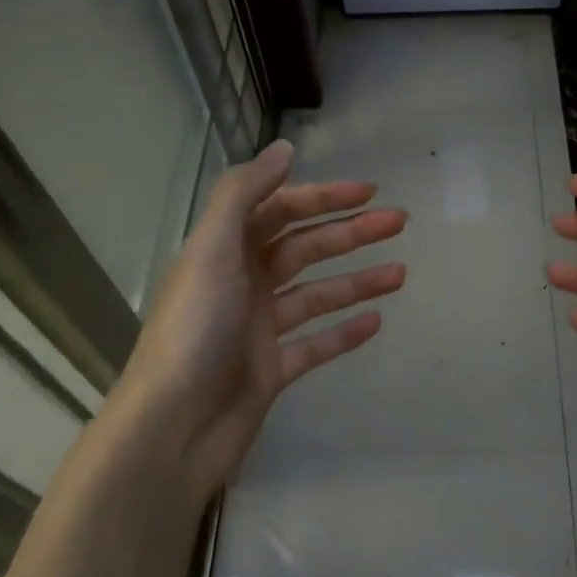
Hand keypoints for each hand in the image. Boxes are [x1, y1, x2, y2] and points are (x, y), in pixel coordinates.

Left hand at [104, 140, 406, 499]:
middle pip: (305, 248)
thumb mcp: (212, 251)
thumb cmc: (194, 331)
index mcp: (225, 251)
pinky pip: (316, 343)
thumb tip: (285, 149)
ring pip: (317, 294)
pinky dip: (344, 332)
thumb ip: (243, 195)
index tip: (367, 191)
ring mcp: (259, 328)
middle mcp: (243, 283)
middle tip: (400, 222)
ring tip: (401, 273)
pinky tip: (377, 322)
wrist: (175, 427)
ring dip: (357, 280)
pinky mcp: (272, 369)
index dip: (322, 196)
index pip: (280, 210)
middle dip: (351, 232)